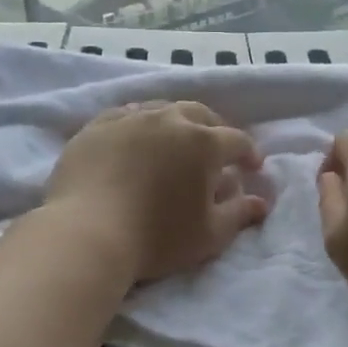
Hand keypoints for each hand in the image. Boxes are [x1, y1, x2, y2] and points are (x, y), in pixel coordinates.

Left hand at [45, 100, 268, 283]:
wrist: (86, 233)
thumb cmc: (157, 237)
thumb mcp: (209, 234)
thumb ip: (239, 214)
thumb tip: (261, 202)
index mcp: (203, 143)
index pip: (236, 140)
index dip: (249, 153)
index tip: (252, 168)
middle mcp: (169, 120)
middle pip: (200, 114)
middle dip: (214, 129)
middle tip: (217, 148)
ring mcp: (129, 119)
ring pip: (162, 109)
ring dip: (176, 123)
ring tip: (175, 141)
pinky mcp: (96, 127)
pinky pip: (125, 116)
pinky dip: (138, 125)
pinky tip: (135, 139)